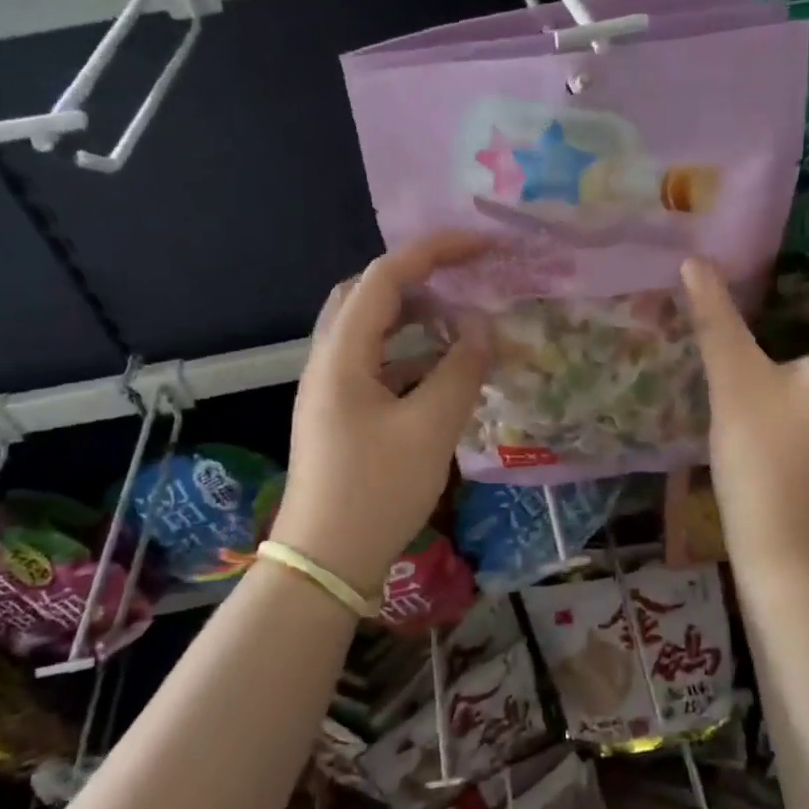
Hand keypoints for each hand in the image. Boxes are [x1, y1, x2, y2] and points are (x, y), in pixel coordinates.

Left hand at [272, 234, 491, 597]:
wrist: (324, 562)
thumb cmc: (376, 492)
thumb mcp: (430, 429)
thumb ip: (461, 370)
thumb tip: (481, 327)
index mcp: (342, 354)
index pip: (386, 276)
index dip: (435, 251)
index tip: (484, 246)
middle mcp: (329, 360)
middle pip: (368, 295)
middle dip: (420, 278)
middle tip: (466, 280)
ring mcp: (331, 389)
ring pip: (372, 331)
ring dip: (416, 318)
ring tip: (462, 322)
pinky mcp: (341, 414)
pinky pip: (377, 365)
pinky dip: (412, 355)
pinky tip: (444, 372)